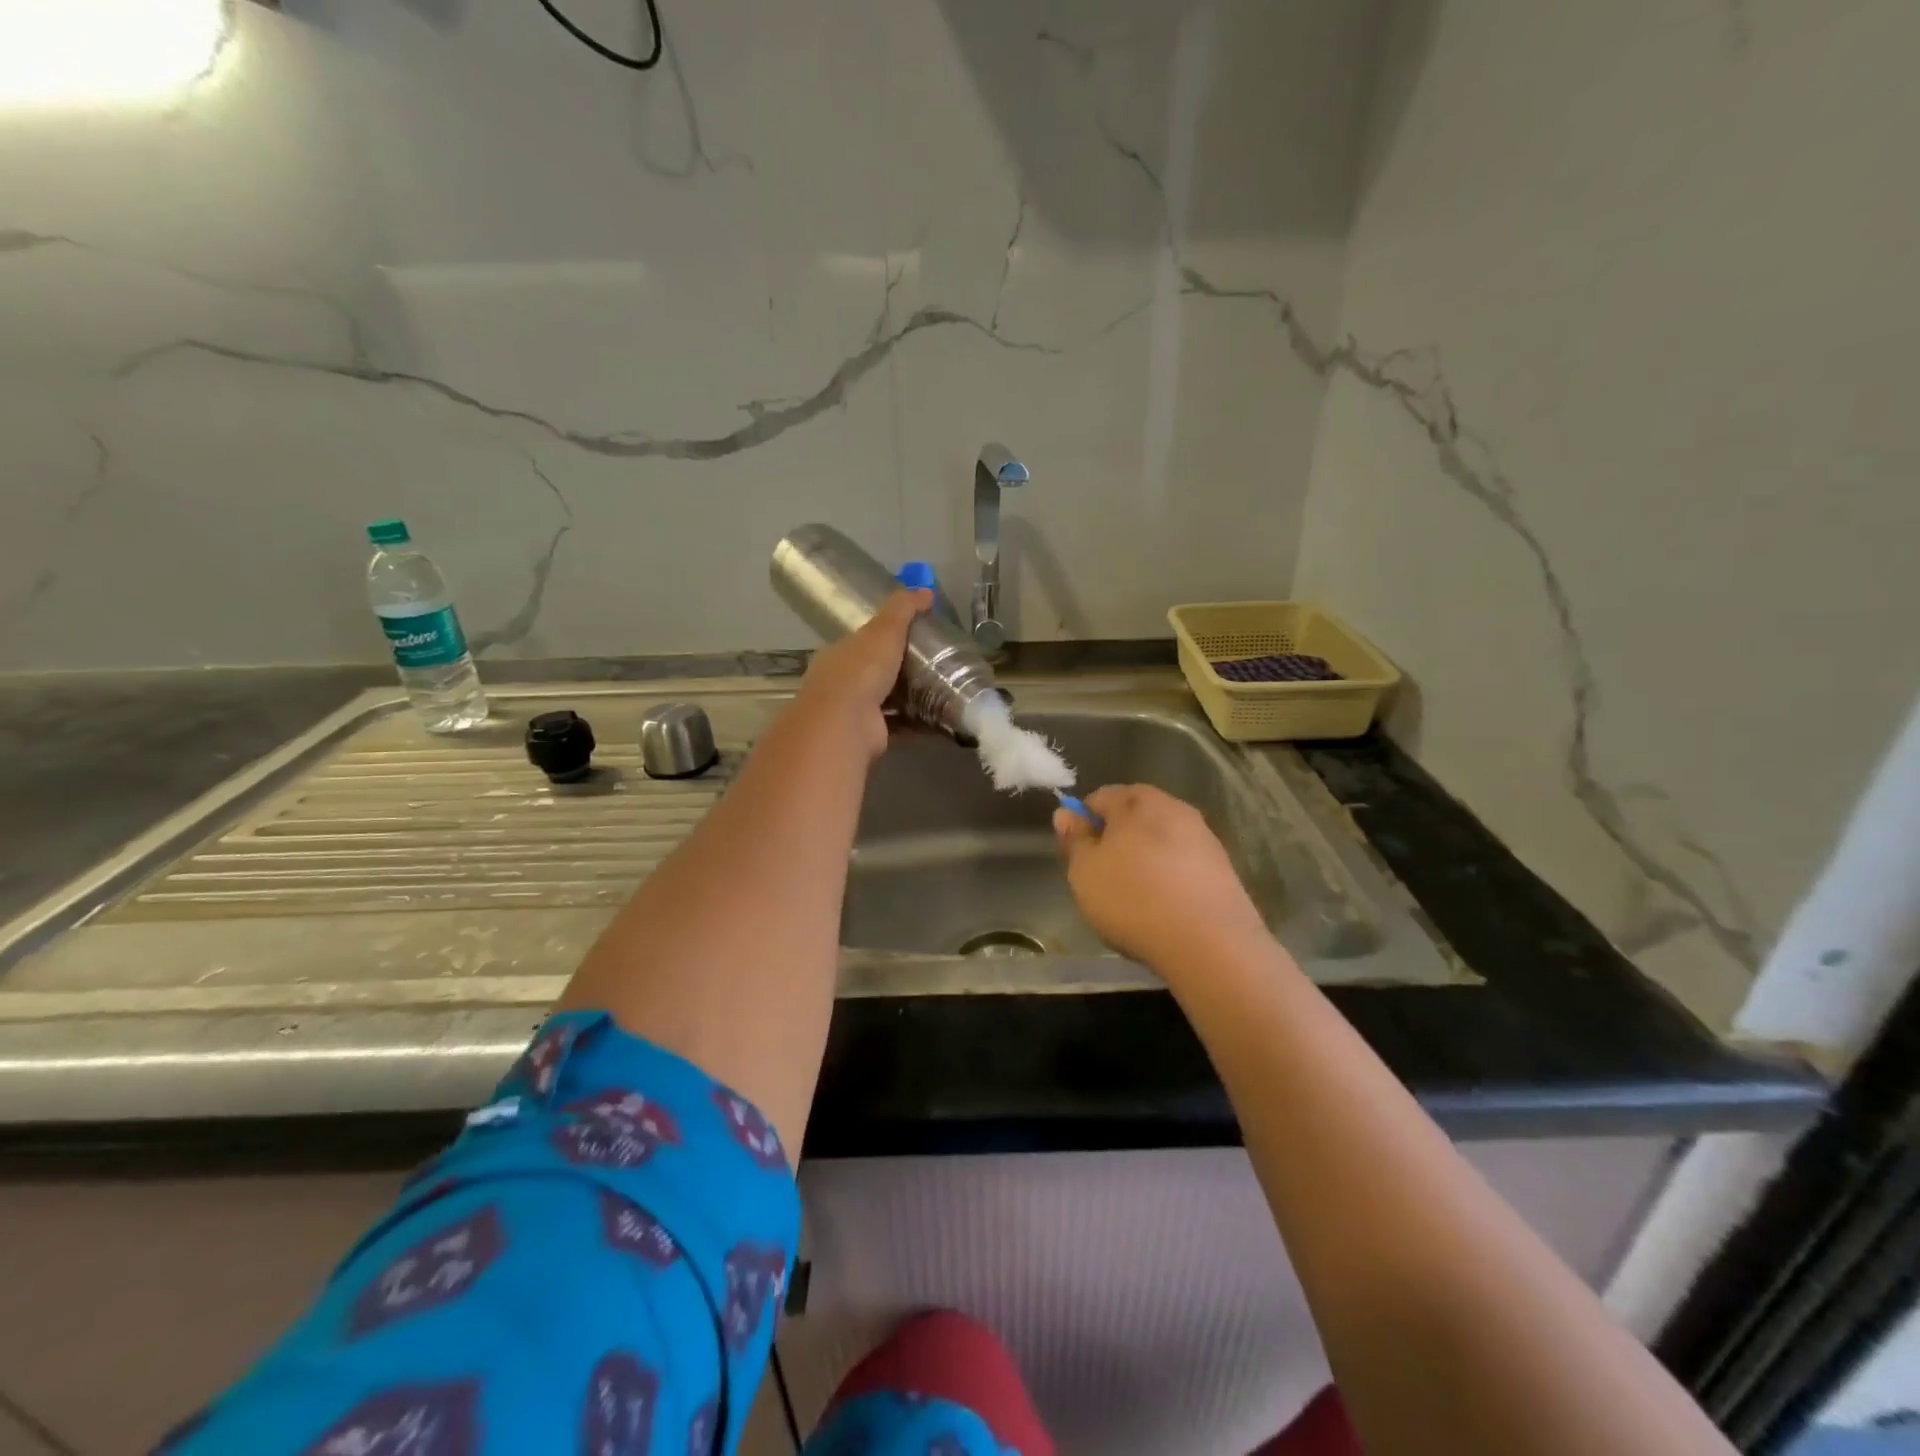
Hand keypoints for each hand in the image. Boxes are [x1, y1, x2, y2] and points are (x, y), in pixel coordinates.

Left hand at [794, 589, 929, 758]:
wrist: (847, 723)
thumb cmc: (861, 670)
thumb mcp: (884, 630)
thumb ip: (903, 609)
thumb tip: (926, 590)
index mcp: (838, 654)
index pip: (861, 642)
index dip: (883, 638)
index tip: (913, 636)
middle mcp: (841, 683)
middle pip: (873, 673)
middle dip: (898, 670)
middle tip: (934, 665)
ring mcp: (853, 712)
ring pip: (885, 701)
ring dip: (909, 698)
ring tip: (941, 691)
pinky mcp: (870, 735)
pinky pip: (898, 725)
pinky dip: (917, 723)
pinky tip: (939, 719)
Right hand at [1053, 784, 1269, 974]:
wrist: (1211, 944)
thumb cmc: (1133, 899)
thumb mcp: (1085, 871)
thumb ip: (1074, 839)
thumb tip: (1067, 813)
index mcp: (1138, 800)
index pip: (1099, 797)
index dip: (1083, 823)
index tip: (1078, 855)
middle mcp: (1174, 808)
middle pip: (1134, 815)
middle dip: (1116, 838)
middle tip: (1102, 876)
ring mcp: (1204, 837)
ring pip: (1161, 840)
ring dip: (1145, 859)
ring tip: (1134, 897)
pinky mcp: (1223, 868)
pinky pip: (1183, 864)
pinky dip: (1169, 878)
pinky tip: (1163, 908)